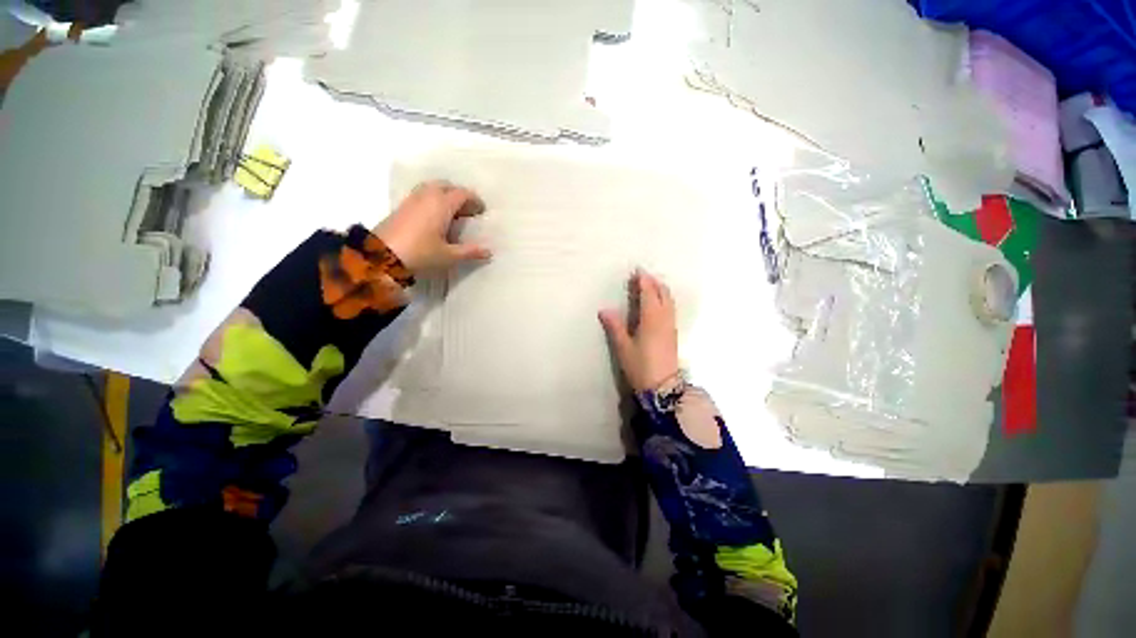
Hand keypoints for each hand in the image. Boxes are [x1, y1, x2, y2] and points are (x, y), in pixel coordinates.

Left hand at [375, 181, 491, 271]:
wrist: (382, 256)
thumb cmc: (421, 253)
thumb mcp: (449, 256)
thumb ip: (470, 252)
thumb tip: (489, 251)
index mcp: (442, 204)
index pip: (462, 194)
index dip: (474, 200)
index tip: (481, 211)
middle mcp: (427, 196)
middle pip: (446, 185)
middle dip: (459, 194)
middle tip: (467, 210)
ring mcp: (412, 200)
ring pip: (432, 188)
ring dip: (444, 195)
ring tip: (452, 212)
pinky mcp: (401, 207)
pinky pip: (422, 195)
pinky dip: (432, 199)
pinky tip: (434, 217)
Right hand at [599, 270, 679, 392]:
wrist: (663, 386)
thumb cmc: (640, 366)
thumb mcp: (623, 347)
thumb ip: (615, 326)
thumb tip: (604, 310)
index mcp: (651, 319)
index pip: (649, 293)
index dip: (644, 281)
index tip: (637, 271)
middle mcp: (664, 318)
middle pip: (663, 293)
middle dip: (654, 282)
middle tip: (643, 276)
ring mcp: (671, 326)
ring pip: (669, 301)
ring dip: (661, 289)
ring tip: (651, 286)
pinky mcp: (673, 333)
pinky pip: (671, 309)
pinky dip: (665, 299)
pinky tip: (659, 304)